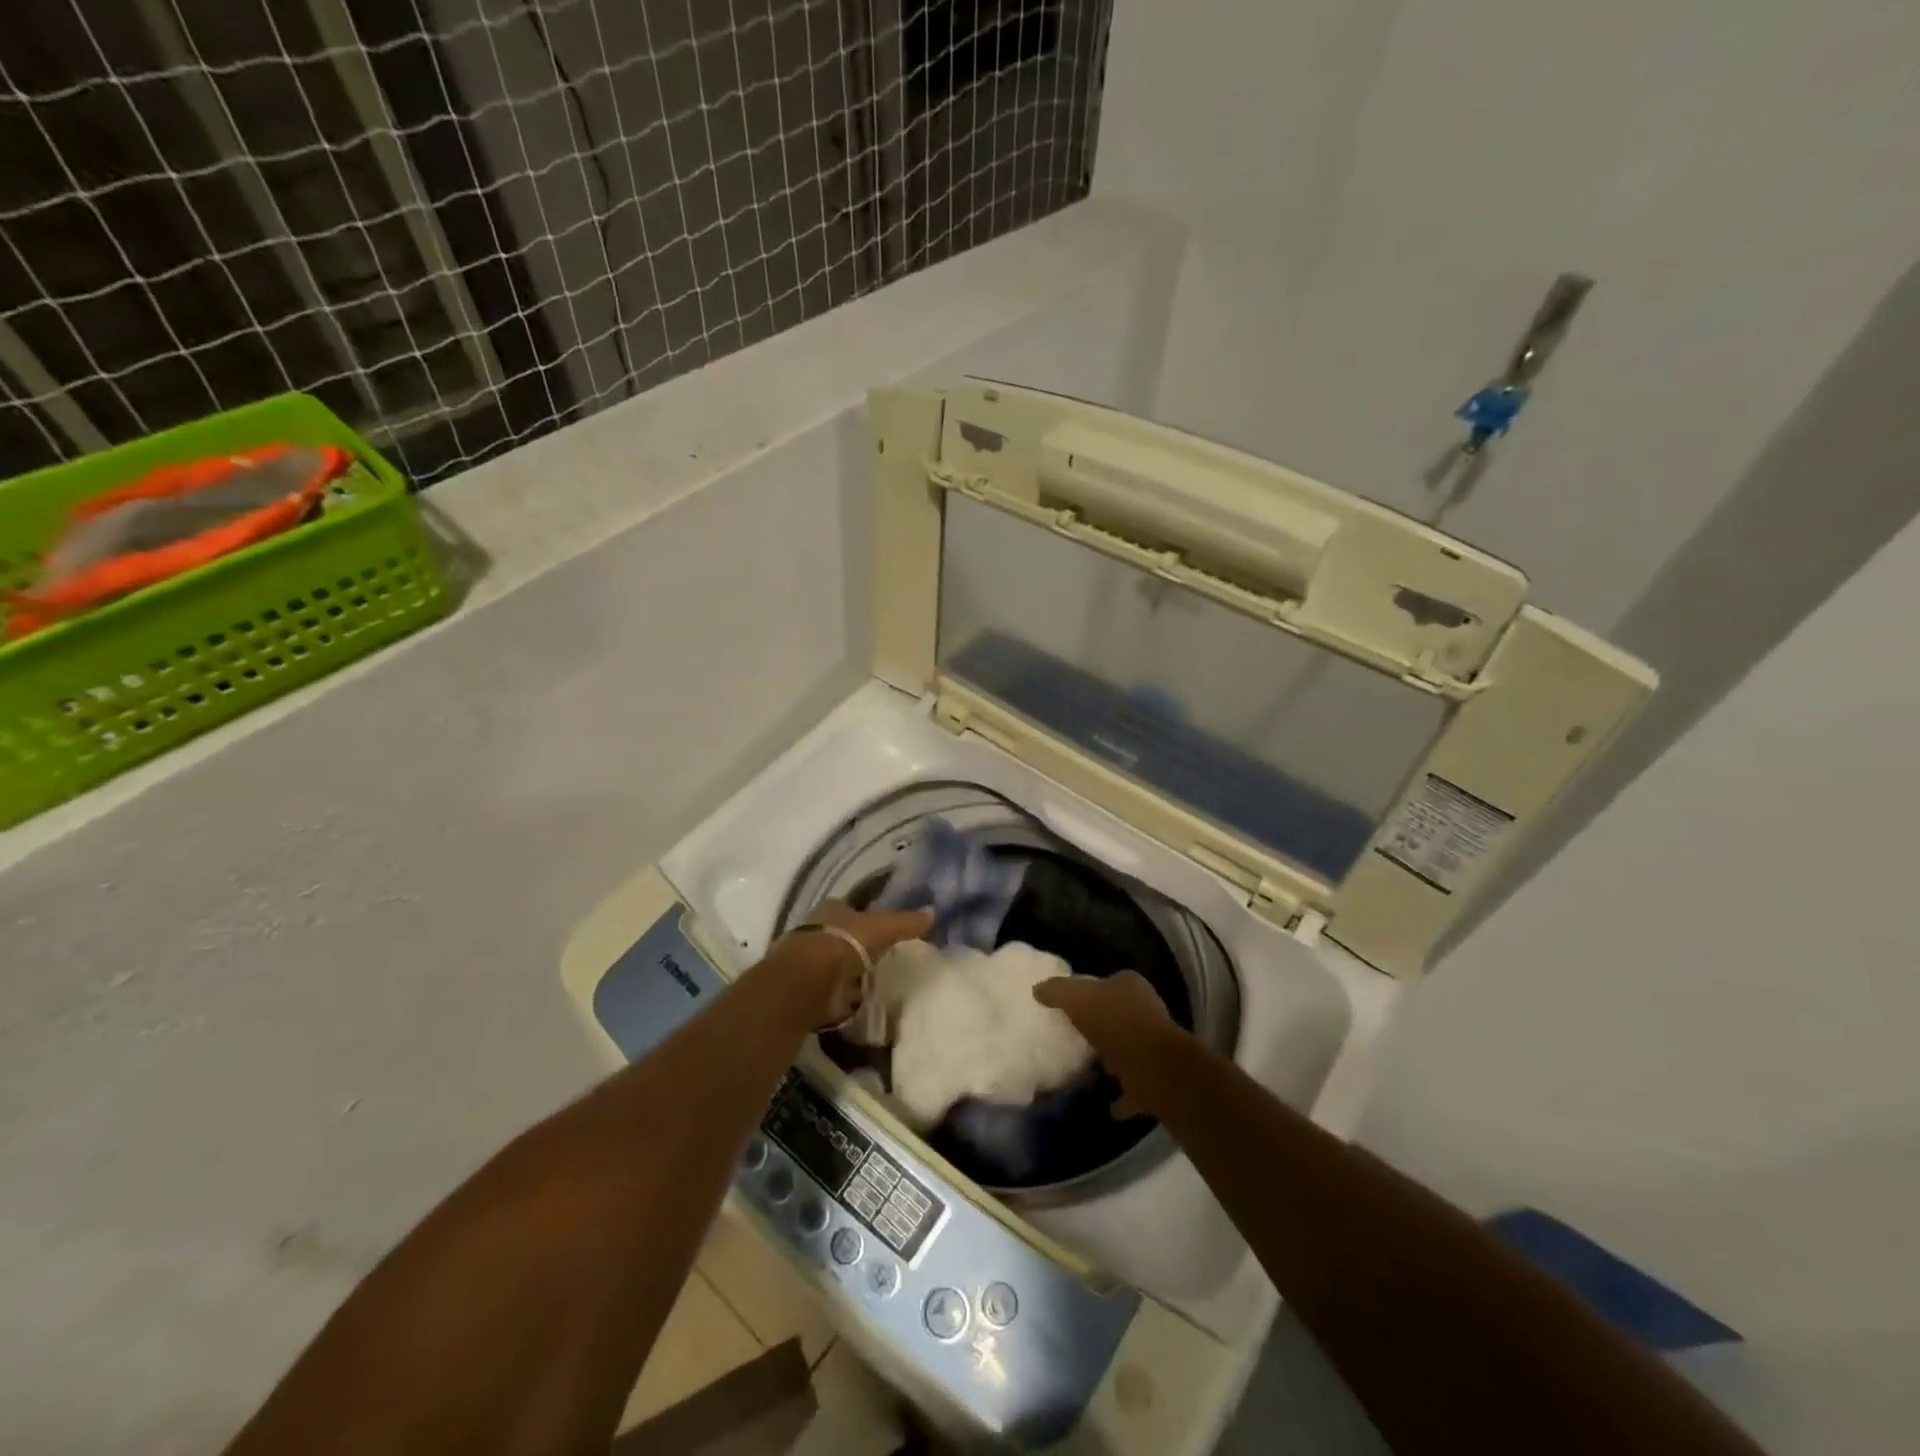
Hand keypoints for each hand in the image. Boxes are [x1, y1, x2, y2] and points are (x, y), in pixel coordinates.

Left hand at [774, 900, 932, 1027]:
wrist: (808, 981)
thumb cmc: (845, 942)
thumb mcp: (883, 927)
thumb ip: (907, 922)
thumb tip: (933, 913)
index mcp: (831, 908)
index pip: (852, 908)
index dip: (868, 917)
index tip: (886, 929)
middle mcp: (818, 930)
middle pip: (844, 936)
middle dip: (860, 947)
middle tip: (885, 958)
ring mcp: (811, 961)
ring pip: (838, 964)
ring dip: (852, 974)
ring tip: (877, 982)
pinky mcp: (810, 989)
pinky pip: (834, 990)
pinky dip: (846, 997)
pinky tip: (862, 1002)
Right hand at [1034, 971, 1174, 1106]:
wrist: (1152, 1066)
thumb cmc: (1114, 1022)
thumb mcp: (1076, 998)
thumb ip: (1057, 991)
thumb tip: (1038, 989)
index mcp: (1131, 986)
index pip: (1108, 982)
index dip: (1090, 992)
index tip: (1070, 1006)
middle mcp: (1146, 1011)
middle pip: (1118, 1015)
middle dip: (1101, 1025)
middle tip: (1075, 1036)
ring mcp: (1153, 1045)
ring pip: (1127, 1048)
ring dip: (1112, 1058)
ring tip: (1087, 1068)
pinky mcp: (1156, 1076)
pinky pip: (1133, 1085)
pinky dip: (1122, 1095)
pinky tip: (1106, 1104)